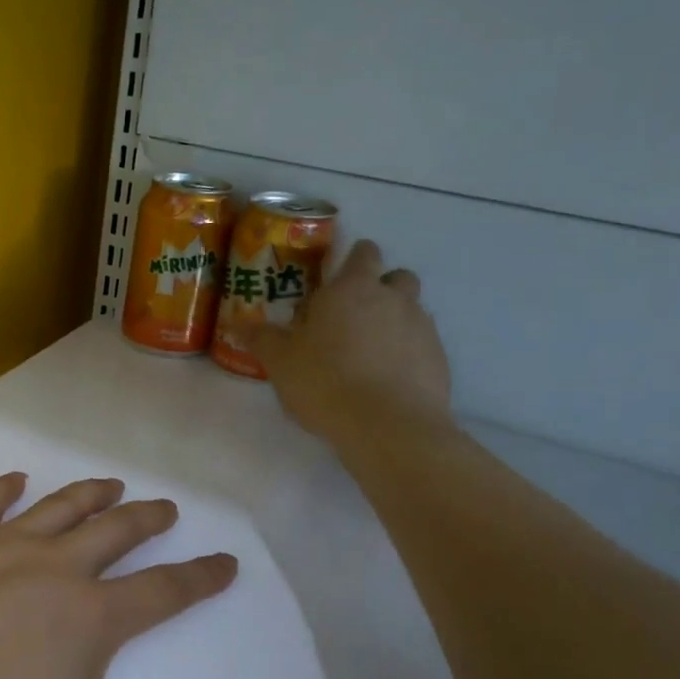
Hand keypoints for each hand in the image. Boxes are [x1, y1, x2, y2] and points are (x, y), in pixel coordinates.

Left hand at [0, 474, 243, 678]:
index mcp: (87, 617)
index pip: (162, 593)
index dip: (199, 579)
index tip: (226, 561)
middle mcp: (50, 569)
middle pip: (111, 534)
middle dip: (145, 520)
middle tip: (167, 507)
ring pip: (55, 510)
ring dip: (87, 494)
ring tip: (111, 483)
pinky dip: (3, 490)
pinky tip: (15, 480)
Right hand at [250, 238, 453, 448]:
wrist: (387, 426)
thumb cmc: (325, 381)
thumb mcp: (280, 362)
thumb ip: (262, 338)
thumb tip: (240, 323)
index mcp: (352, 288)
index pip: (363, 252)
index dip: (352, 262)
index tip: (334, 283)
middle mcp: (393, 298)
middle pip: (397, 276)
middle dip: (379, 289)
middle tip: (352, 318)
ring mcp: (422, 327)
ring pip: (412, 310)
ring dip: (394, 321)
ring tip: (368, 353)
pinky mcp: (439, 359)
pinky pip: (422, 345)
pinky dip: (407, 353)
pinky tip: (386, 380)